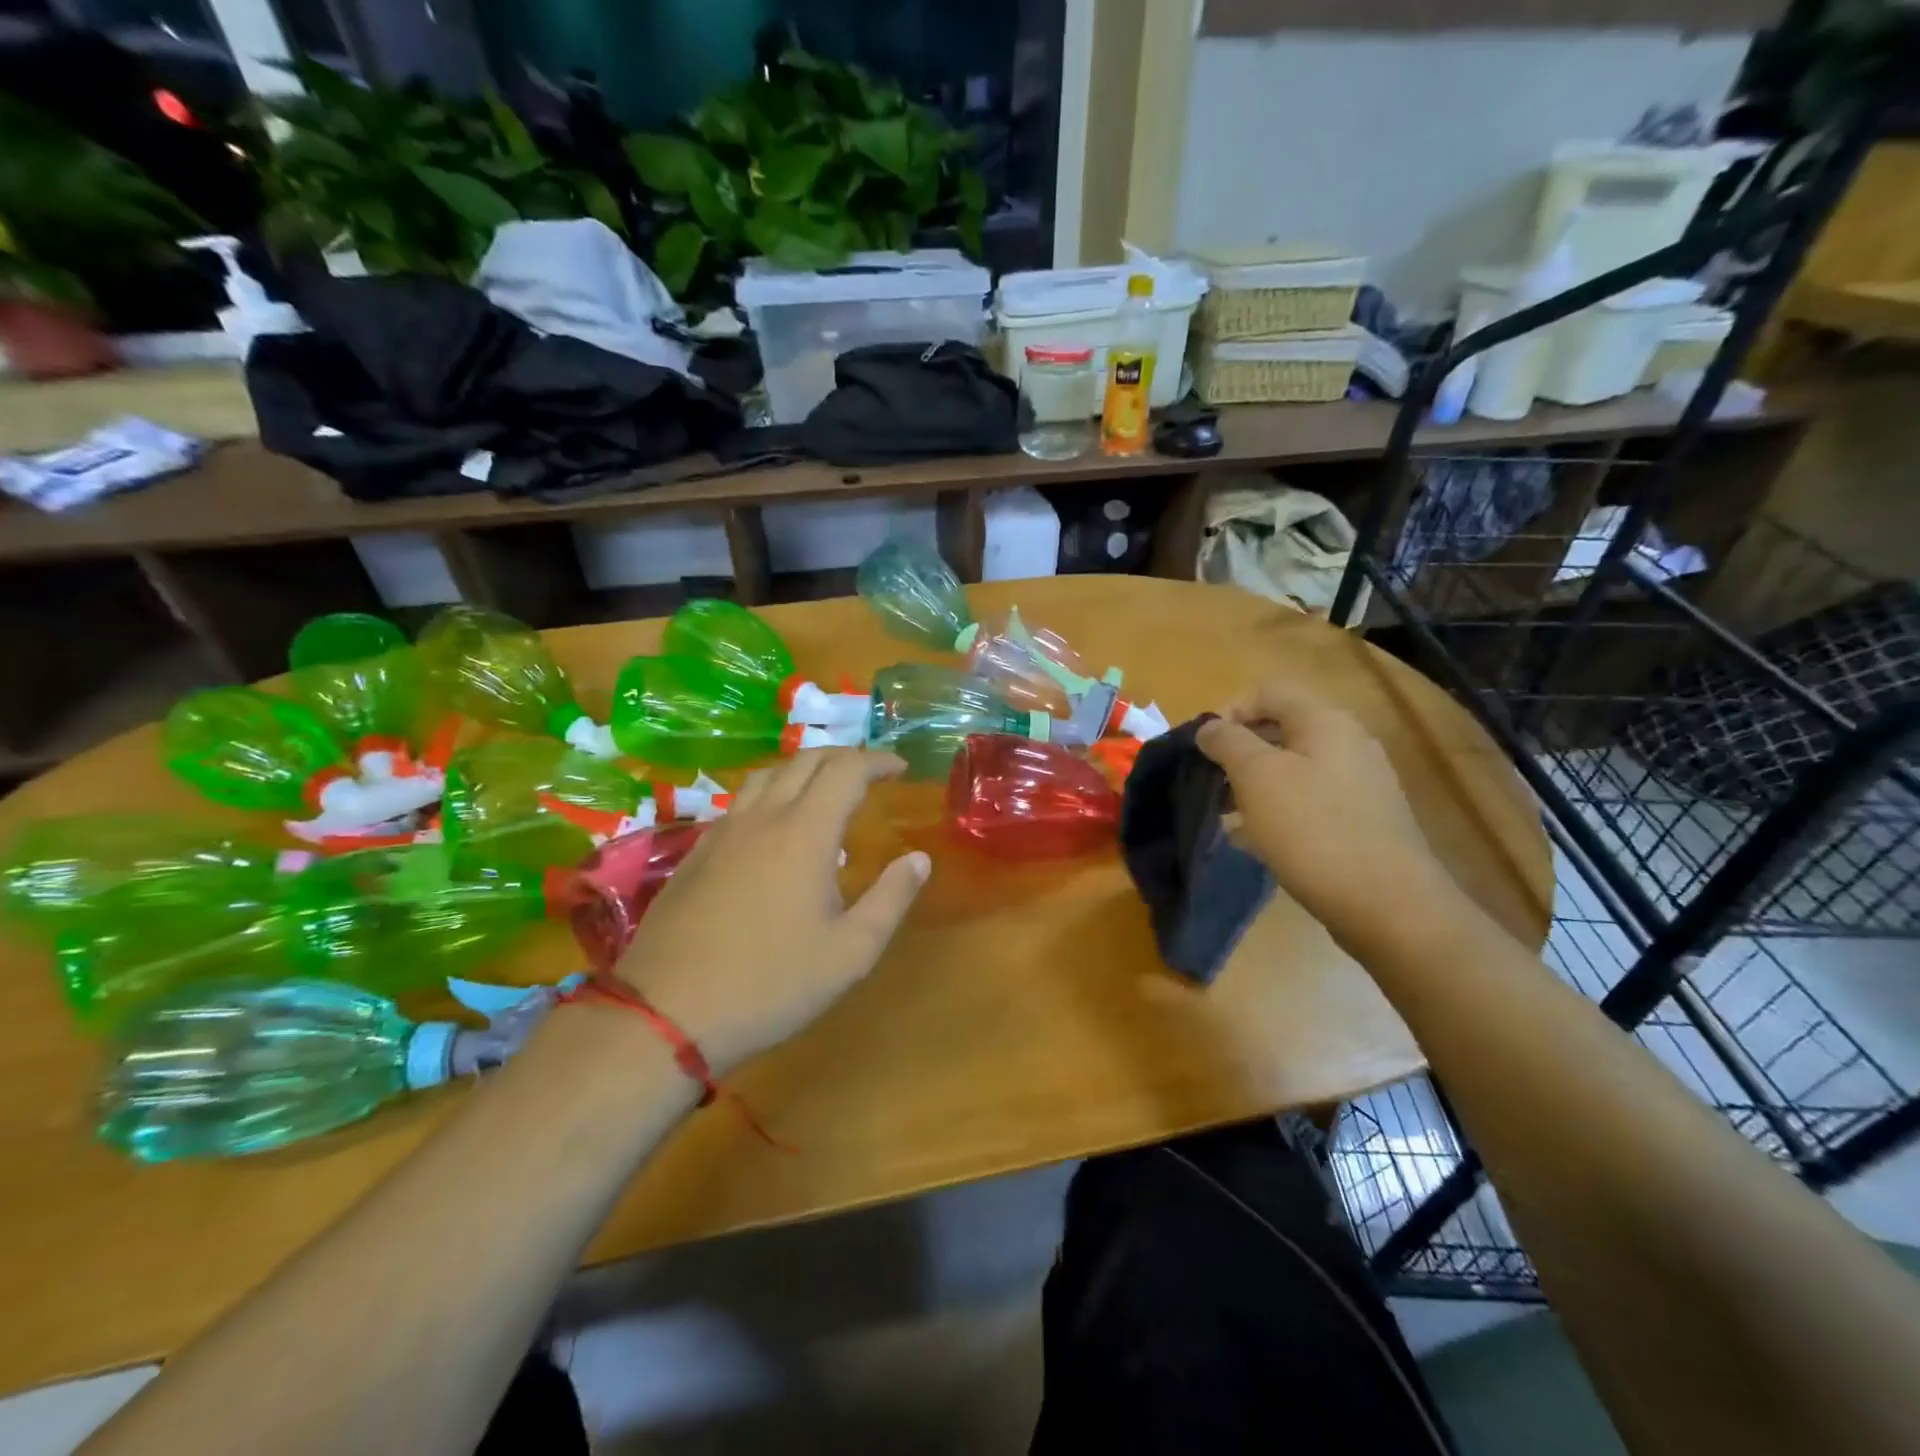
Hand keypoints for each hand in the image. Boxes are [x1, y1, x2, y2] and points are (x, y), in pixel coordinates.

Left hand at [611, 749, 929, 1077]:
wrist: (667, 1013)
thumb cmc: (771, 984)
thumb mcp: (850, 952)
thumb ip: (891, 898)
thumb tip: (919, 859)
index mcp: (804, 833)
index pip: (846, 770)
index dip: (877, 761)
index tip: (900, 769)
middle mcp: (763, 818)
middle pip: (805, 760)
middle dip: (844, 757)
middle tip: (869, 775)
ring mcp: (723, 832)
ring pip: (767, 775)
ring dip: (804, 770)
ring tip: (824, 792)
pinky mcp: (697, 852)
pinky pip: (741, 802)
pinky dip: (771, 794)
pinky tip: (775, 829)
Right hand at [1196, 683, 1452, 935]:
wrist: (1388, 904)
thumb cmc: (1313, 829)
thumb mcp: (1257, 776)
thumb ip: (1227, 742)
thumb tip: (1210, 727)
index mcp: (1324, 721)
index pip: (1267, 691)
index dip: (1228, 711)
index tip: (1203, 749)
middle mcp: (1348, 742)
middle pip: (1280, 729)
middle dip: (1238, 752)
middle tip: (1211, 783)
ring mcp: (1361, 782)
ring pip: (1293, 767)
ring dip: (1255, 784)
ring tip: (1228, 816)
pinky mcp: (1363, 819)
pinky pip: (1310, 800)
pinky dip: (1279, 810)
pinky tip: (1258, 840)